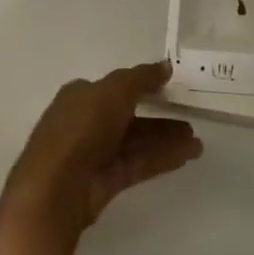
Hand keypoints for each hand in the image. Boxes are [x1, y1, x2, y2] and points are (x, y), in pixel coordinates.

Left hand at [0, 61, 202, 252]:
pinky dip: (161, 159)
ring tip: (197, 143)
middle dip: (159, 118)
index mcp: (81, 96)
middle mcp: (86, 122)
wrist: (56, 188)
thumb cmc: (82, 128)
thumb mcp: (114, 91)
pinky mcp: (105, 181)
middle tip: (190, 120)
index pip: (115, 87)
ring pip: (136, 142)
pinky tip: (186, 156)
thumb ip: (142, 77)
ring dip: (166, 140)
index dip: (142, 86)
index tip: (169, 87)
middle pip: (129, 116)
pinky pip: (138, 164)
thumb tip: (165, 66)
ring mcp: (95, 154)